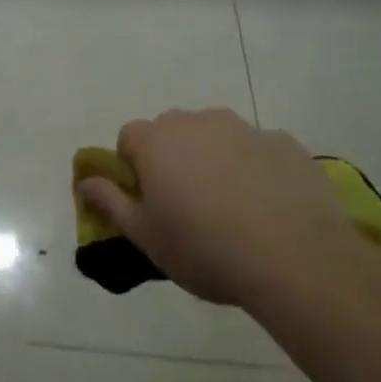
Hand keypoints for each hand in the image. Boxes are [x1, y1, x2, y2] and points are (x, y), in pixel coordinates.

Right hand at [79, 107, 354, 304]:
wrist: (296, 259)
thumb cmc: (204, 249)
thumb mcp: (145, 236)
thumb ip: (110, 202)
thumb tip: (84, 180)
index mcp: (155, 141)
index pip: (128, 138)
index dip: (134, 168)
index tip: (149, 201)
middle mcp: (195, 122)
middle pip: (172, 131)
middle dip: (173, 158)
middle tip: (188, 205)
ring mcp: (243, 128)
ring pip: (216, 136)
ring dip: (214, 159)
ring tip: (233, 208)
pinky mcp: (284, 142)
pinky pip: (257, 149)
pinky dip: (255, 168)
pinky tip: (269, 207)